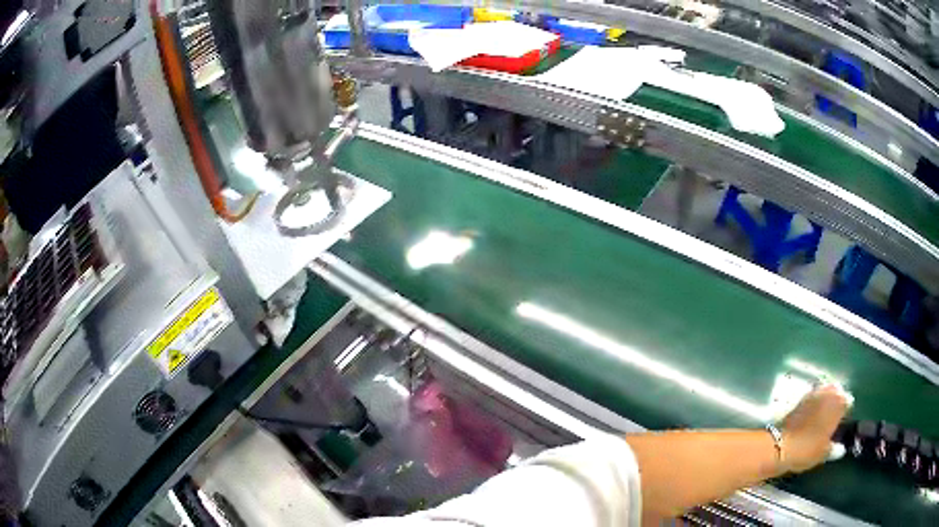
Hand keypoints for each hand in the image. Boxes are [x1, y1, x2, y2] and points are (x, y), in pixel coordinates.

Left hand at [779, 384, 850, 472]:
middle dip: (836, 402)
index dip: (845, 413)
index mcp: (839, 403)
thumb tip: (841, 448)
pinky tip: (811, 415)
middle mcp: (829, 393)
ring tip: (822, 416)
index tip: (841, 424)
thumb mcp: (824, 453)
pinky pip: (813, 396)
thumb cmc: (808, 449)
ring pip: (825, 392)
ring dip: (826, 400)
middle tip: (832, 418)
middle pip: (837, 393)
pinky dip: (814, 403)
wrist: (781, 445)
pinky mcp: (801, 398)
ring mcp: (814, 393)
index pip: (848, 402)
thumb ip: (835, 449)